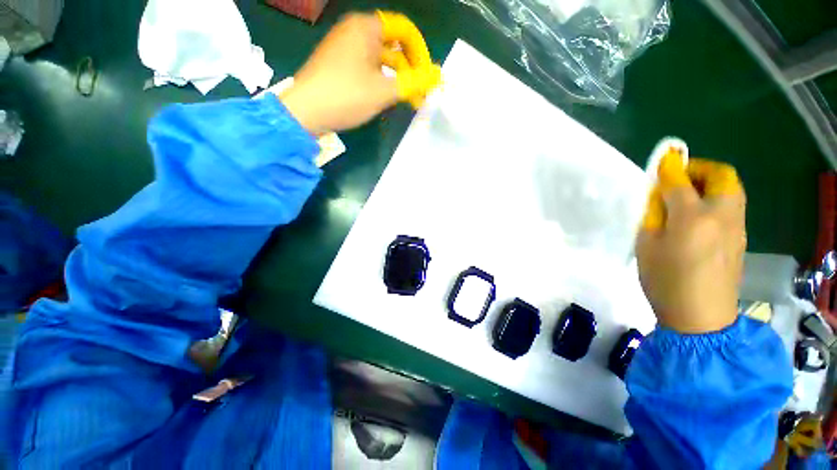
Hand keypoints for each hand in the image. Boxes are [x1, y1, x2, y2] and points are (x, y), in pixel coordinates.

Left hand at [280, 12, 440, 133]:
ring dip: (397, 81)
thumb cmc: (347, 95)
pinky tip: (387, 100)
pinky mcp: (340, 66)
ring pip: (381, 61)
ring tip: (407, 102)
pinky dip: (382, 82)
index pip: (404, 30)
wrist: (306, 112)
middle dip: (410, 72)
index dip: (420, 51)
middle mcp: (355, 32)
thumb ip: (414, 82)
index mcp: (366, 28)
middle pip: (393, 47)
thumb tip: (437, 74)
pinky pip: (368, 69)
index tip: (427, 75)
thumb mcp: (384, 90)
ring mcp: (346, 49)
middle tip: (420, 96)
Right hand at [636, 154, 745, 333]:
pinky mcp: (740, 237)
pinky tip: (697, 215)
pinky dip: (716, 199)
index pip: (680, 182)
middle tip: (678, 178)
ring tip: (687, 195)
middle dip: (700, 168)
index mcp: (692, 218)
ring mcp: (736, 226)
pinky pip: (732, 205)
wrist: (700, 317)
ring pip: (731, 189)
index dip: (669, 168)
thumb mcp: (647, 246)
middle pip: (721, 175)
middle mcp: (721, 215)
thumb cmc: (665, 281)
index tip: (661, 161)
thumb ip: (653, 216)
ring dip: (710, 182)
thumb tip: (658, 195)